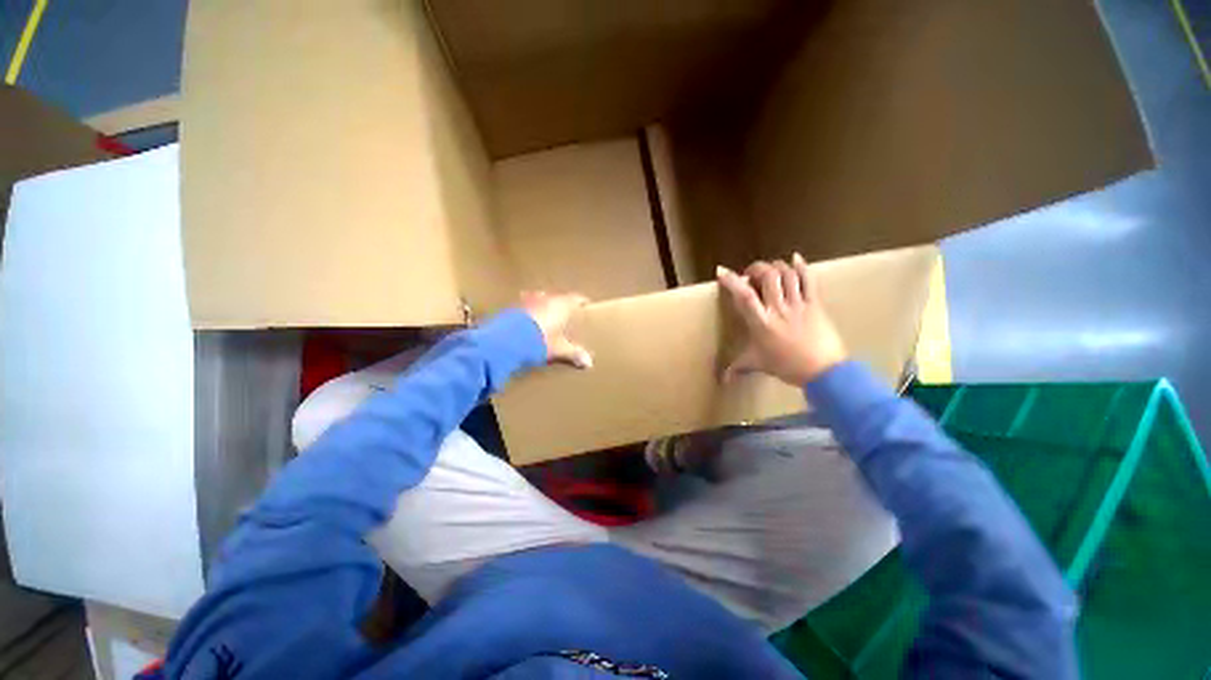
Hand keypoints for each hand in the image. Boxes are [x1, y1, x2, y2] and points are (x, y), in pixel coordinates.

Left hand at [520, 291, 592, 368]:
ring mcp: (528, 300)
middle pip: (557, 297)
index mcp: (562, 305)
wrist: (508, 340)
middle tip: (565, 312)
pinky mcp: (513, 306)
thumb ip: (574, 353)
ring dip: (543, 304)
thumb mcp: (559, 349)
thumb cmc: (541, 341)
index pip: (576, 298)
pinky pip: (525, 305)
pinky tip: (527, 319)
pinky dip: (529, 310)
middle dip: (561, 304)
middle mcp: (546, 298)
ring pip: (540, 298)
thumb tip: (589, 363)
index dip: (581, 301)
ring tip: (545, 313)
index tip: (585, 303)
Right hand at [716, 253, 846, 385]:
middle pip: (767, 277)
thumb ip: (738, 368)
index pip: (744, 296)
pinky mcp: (815, 303)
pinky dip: (801, 266)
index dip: (731, 281)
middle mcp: (778, 309)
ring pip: (786, 274)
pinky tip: (795, 258)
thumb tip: (722, 380)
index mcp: (761, 323)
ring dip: (775, 266)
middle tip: (750, 274)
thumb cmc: (787, 367)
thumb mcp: (758, 364)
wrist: (824, 372)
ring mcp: (798, 304)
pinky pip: (809, 280)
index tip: (721, 271)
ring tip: (770, 269)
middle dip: (755, 269)